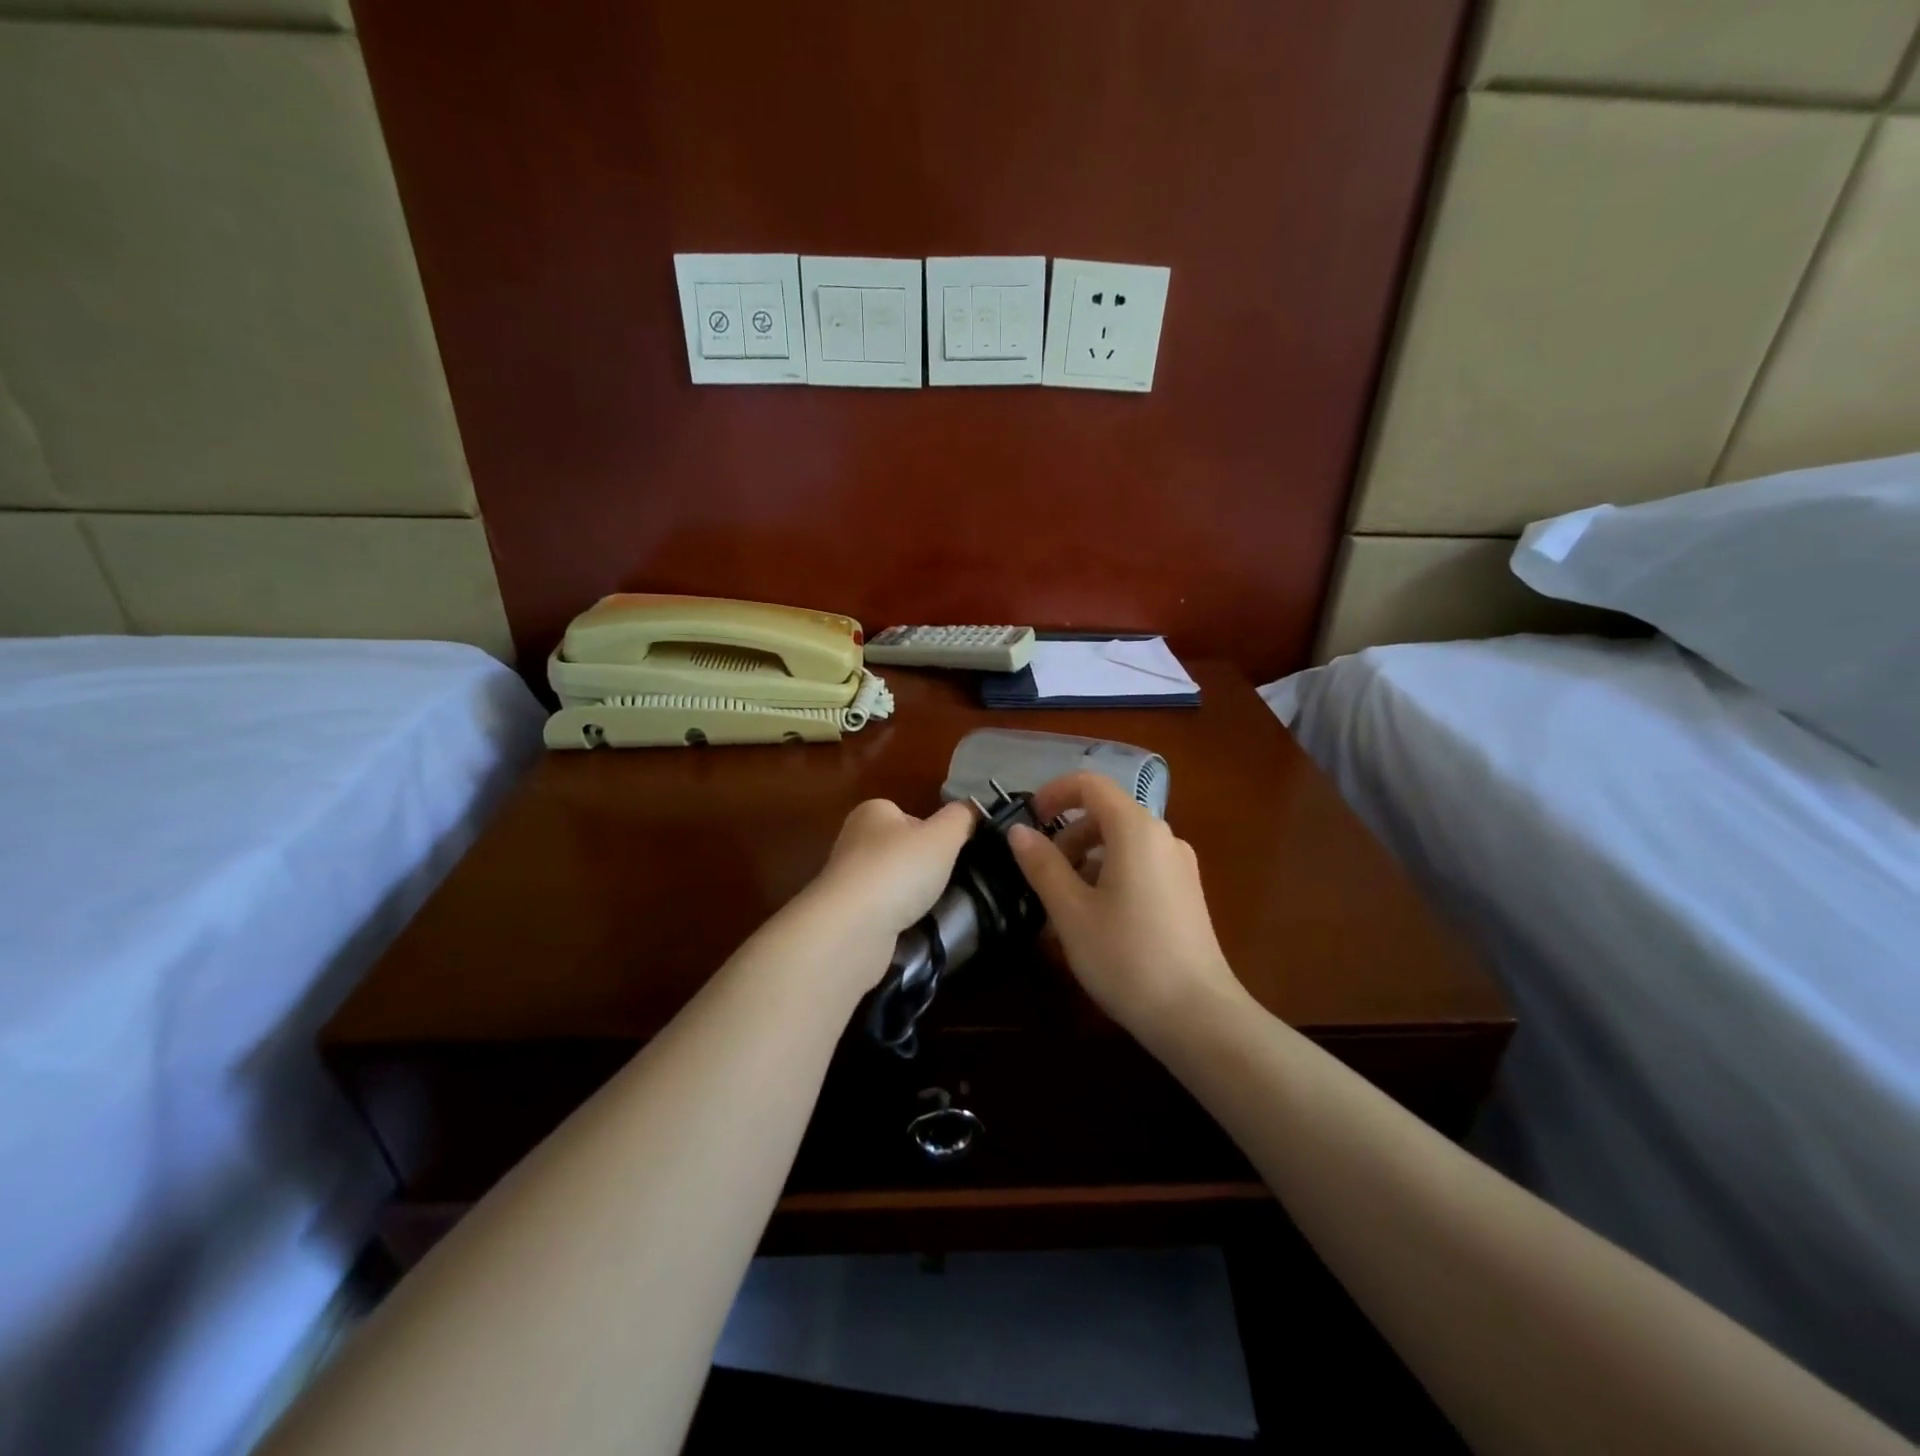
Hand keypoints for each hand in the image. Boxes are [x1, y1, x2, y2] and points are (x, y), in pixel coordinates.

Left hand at [808, 797, 976, 943]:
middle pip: (903, 850)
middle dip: (925, 866)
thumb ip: (962, 817)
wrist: (852, 929)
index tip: (953, 853)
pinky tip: (912, 927)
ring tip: (934, 907)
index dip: (935, 832)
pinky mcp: (848, 915)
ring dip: (913, 895)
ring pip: (894, 883)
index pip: (911, 816)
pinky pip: (884, 911)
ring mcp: (848, 880)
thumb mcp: (943, 835)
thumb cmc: (899, 869)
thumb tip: (972, 808)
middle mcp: (854, 840)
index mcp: (872, 812)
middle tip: (949, 881)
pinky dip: (900, 918)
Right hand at [1008, 773, 1239, 1033]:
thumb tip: (1019, 831)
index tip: (1028, 821)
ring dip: (1086, 857)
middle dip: (1067, 833)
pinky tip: (1094, 918)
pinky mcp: (1185, 892)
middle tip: (1040, 872)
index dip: (1054, 793)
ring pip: (1122, 842)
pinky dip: (1109, 874)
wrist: (1197, 1015)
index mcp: (1136, 829)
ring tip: (1062, 901)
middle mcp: (1163, 836)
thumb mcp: (1071, 911)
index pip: (1091, 784)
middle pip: (1106, 813)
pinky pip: (1139, 865)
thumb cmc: (1126, 957)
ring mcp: (1179, 865)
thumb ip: (1042, 864)